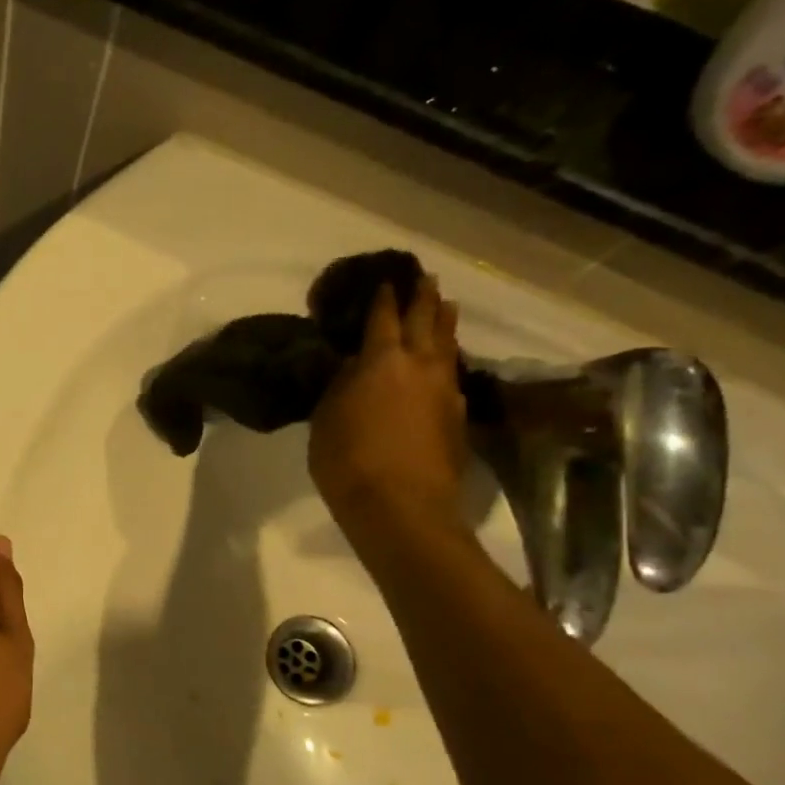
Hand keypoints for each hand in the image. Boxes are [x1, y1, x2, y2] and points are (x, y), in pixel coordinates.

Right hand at [308, 274, 468, 543]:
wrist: (402, 507)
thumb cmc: (348, 462)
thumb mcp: (326, 420)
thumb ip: (340, 386)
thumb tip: (353, 365)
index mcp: (381, 361)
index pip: (383, 317)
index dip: (383, 297)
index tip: (385, 280)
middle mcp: (420, 365)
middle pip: (426, 320)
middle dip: (423, 297)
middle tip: (424, 277)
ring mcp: (445, 390)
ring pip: (448, 344)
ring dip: (445, 321)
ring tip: (445, 306)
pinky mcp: (457, 415)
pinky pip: (453, 373)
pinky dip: (448, 358)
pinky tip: (445, 361)